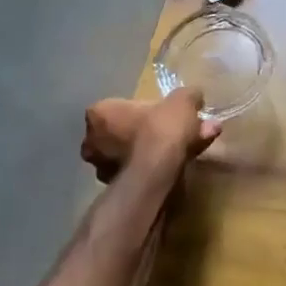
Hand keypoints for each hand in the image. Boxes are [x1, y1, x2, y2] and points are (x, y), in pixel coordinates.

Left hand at [82, 90, 220, 183]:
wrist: (156, 174)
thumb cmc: (160, 129)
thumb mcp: (182, 101)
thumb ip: (188, 96)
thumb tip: (194, 96)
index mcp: (99, 114)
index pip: (120, 105)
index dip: (146, 107)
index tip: (164, 111)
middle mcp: (91, 141)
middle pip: (126, 130)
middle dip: (153, 129)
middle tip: (178, 129)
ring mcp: (101, 167)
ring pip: (134, 152)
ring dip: (158, 149)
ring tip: (189, 146)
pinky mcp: (114, 189)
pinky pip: (140, 170)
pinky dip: (157, 166)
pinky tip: (180, 162)